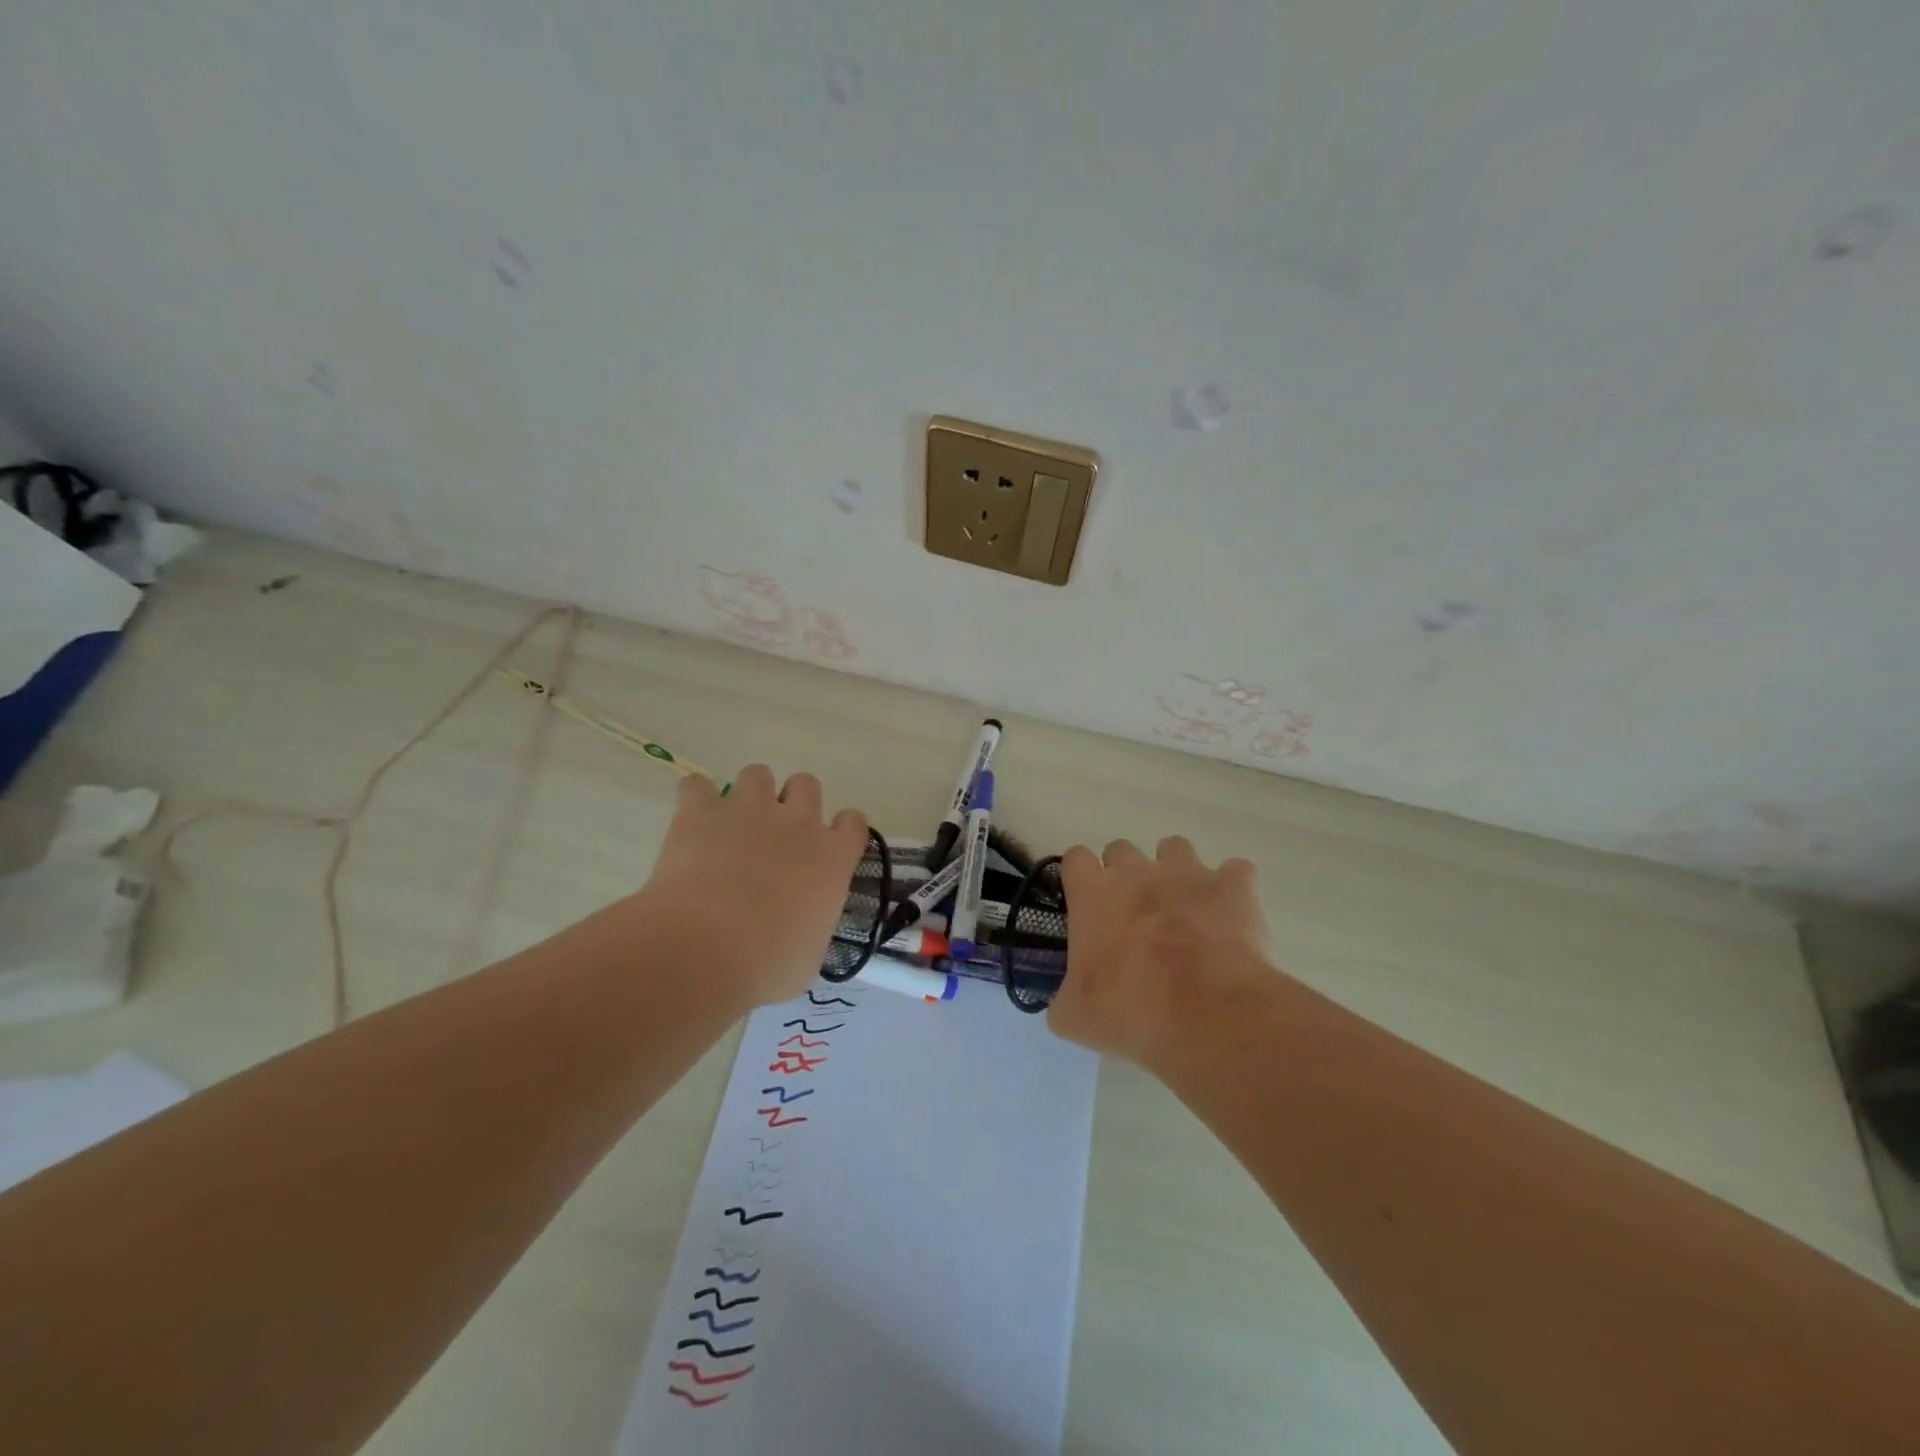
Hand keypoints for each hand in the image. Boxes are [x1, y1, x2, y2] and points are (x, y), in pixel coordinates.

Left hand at [638, 764, 867, 1011]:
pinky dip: (695, 799)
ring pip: (758, 773)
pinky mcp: (702, 811)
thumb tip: (802, 928)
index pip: (853, 823)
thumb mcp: (809, 958)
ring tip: (732, 824)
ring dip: (749, 794)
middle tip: (774, 837)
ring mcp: (749, 810)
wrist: (704, 949)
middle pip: (807, 785)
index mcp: (832, 857)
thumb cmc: (767, 965)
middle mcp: (797, 822)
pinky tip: (691, 821)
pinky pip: (697, 785)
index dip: (840, 831)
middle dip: (793, 804)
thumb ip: (813, 927)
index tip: (826, 849)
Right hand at [1048, 836, 1267, 1065]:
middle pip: (1121, 849)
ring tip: (1184, 909)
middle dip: (1125, 875)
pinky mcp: (1233, 886)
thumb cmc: (1129, 1011)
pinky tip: (1231, 915)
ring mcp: (1187, 873)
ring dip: (1176, 871)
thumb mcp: (1075, 1016)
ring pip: (1175, 848)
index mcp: (1093, 894)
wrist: (1206, 1015)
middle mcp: (1136, 871)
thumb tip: (1066, 1001)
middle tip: (1133, 916)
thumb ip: (1064, 997)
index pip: (1076, 858)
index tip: (1087, 903)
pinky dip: (1232, 888)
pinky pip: (1235, 871)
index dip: (1080, 877)